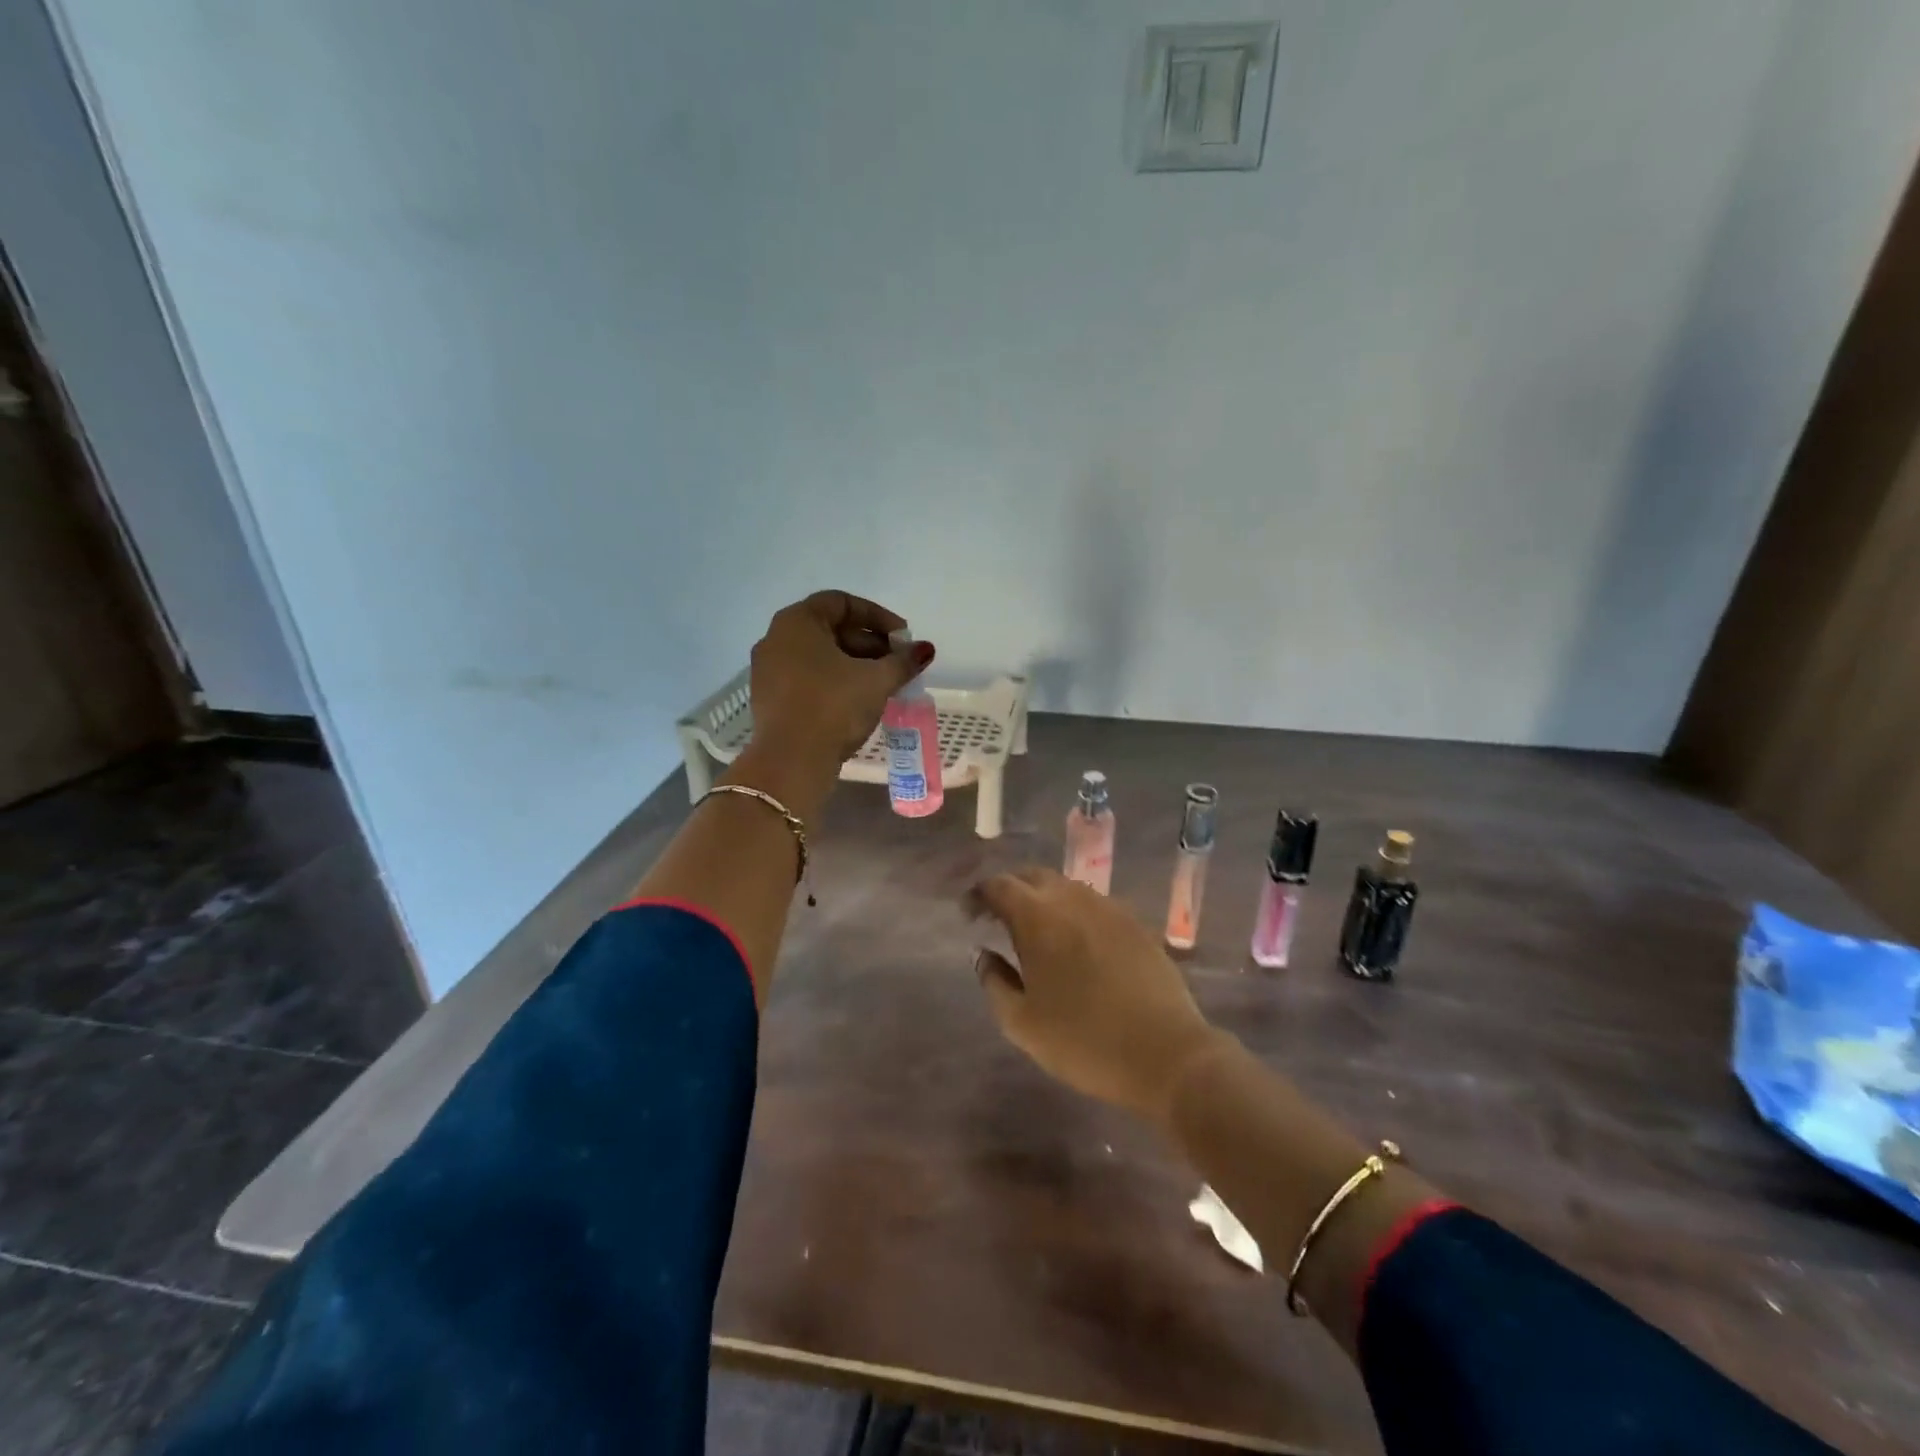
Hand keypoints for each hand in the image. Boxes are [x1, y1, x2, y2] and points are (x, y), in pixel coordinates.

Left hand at [748, 591, 933, 770]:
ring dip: (855, 664)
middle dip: (870, 643)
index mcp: (797, 622)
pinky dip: (835, 681)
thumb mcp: (876, 680)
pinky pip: (808, 678)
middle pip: (831, 629)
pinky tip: (860, 700)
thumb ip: (902, 661)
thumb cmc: (833, 707)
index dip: (878, 617)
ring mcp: (769, 670)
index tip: (903, 638)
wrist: (791, 762)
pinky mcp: (771, 699)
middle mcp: (776, 639)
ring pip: (820, 656)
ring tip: (885, 683)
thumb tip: (925, 649)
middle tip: (898, 663)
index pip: (842, 602)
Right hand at [971, 868, 1226, 1121]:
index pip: (998, 885)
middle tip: (998, 917)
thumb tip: (984, 954)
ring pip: (1066, 887)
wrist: (1165, 1054)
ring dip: (1043, 899)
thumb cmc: (1083, 1041)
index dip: (978, 895)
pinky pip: (1093, 905)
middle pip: (1032, 876)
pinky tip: (1075, 942)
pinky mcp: (1135, 923)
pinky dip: (1073, 912)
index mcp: (1037, 917)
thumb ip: (994, 982)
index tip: (969, 915)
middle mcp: (1072, 899)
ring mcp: (1108, 907)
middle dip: (1010, 890)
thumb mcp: (1022, 1023)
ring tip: (1035, 930)